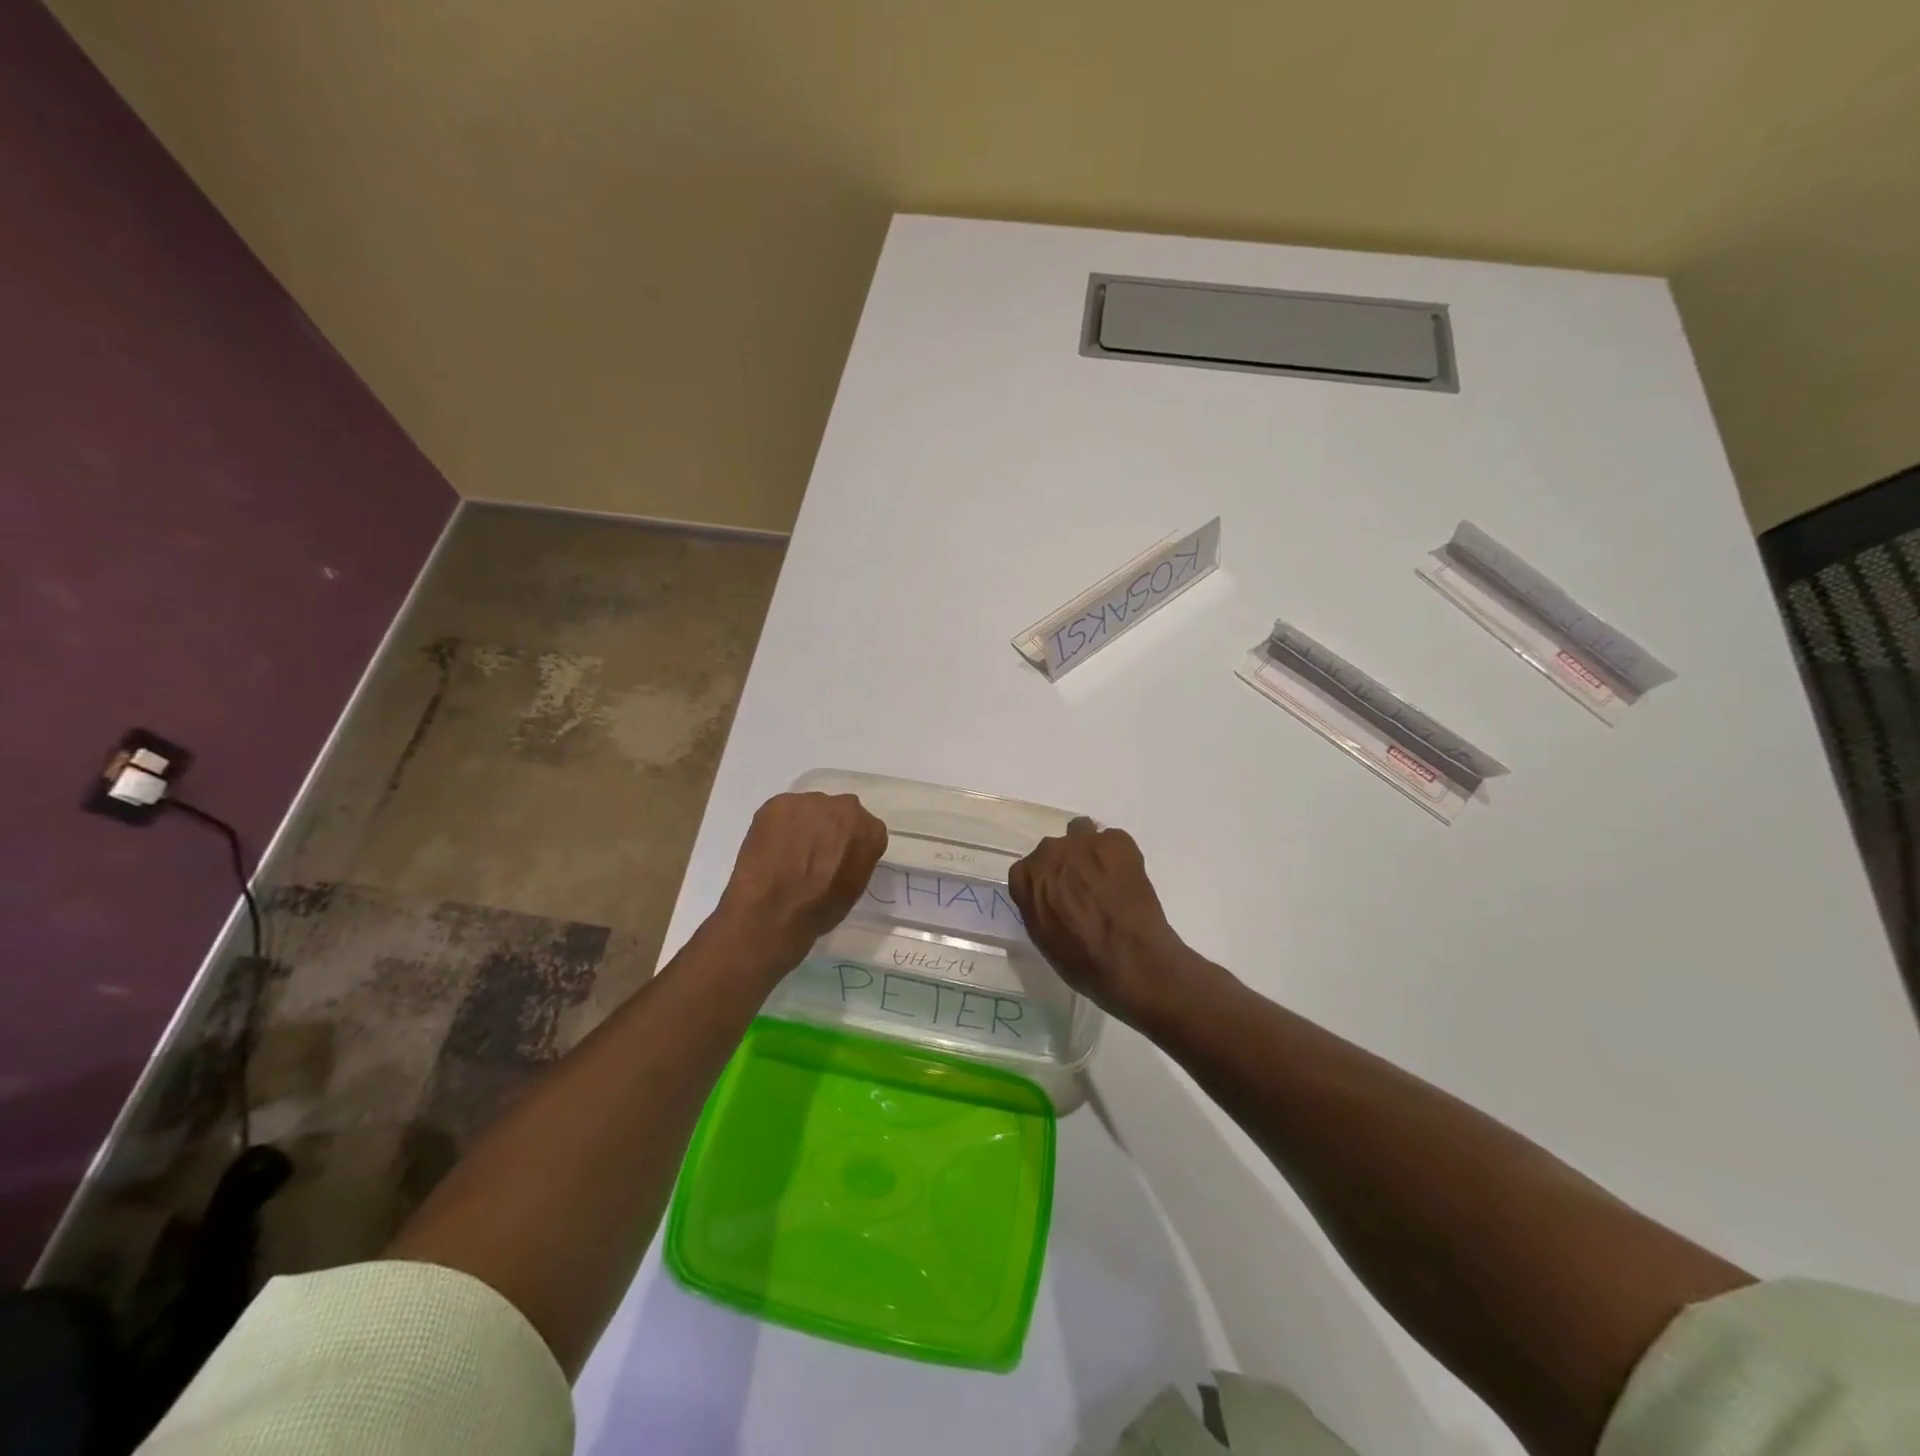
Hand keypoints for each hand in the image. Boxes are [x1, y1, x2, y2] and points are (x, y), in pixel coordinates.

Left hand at [713, 791, 887, 969]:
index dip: (848, 844)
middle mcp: (846, 808)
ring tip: (786, 852)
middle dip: (828, 828)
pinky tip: (769, 848)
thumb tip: (841, 855)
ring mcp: (811, 802)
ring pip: (809, 809)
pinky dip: (778, 826)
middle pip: (838, 812)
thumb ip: (854, 859)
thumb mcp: (854, 888)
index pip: (865, 830)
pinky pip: (782, 811)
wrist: (774, 909)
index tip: (837, 859)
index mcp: (871, 831)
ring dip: (802, 825)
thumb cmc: (819, 909)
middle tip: (812, 853)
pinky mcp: (780, 802)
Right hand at [1008, 818, 1194, 1024]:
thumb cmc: (1082, 961)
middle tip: (1085, 889)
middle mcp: (1049, 852)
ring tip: (1107, 877)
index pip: (1027, 870)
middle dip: (1066, 865)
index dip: (1045, 883)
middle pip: (1054, 850)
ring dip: (1089, 851)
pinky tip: (1128, 879)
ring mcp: (1083, 842)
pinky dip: (1119, 856)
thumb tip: (1048, 897)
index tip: (1057, 897)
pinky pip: (1113, 840)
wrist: (1130, 958)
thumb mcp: (1043, 938)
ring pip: (1081, 833)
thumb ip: (1038, 906)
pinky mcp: (1116, 840)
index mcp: (1026, 878)